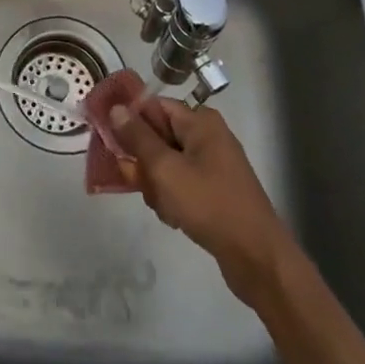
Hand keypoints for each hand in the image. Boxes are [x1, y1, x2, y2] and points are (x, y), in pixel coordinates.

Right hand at [107, 98, 295, 304]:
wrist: (255, 256)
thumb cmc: (208, 204)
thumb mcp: (165, 169)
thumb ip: (137, 138)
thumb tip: (116, 108)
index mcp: (200, 121)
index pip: (153, 106)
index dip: (129, 121)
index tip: (109, 141)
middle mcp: (207, 136)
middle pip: (158, 136)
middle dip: (144, 162)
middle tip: (138, 183)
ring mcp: (213, 164)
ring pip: (166, 164)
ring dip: (156, 185)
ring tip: (164, 207)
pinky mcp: (214, 189)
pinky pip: (180, 183)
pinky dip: (171, 198)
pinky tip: (175, 218)